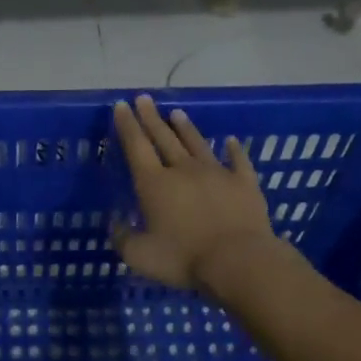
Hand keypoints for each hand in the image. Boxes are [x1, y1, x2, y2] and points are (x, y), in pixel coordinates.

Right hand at [111, 95, 279, 291]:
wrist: (238, 261)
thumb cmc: (184, 258)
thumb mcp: (140, 256)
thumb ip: (123, 239)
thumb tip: (115, 225)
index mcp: (154, 184)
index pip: (136, 147)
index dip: (127, 126)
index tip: (121, 105)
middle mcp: (183, 170)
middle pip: (164, 138)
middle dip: (151, 118)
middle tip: (144, 98)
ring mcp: (216, 173)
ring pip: (197, 144)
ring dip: (185, 128)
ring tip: (176, 113)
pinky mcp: (244, 183)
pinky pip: (238, 161)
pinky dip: (233, 149)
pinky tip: (230, 141)